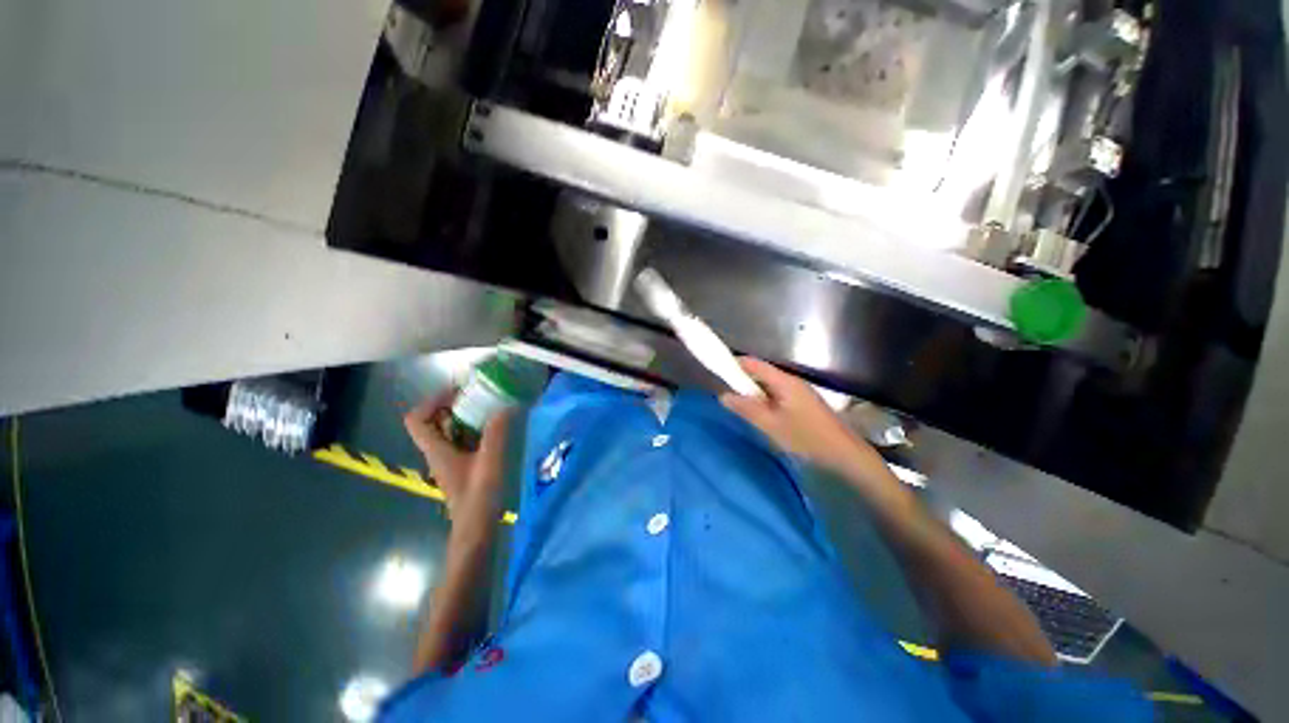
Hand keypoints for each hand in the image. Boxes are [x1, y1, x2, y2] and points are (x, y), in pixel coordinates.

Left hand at [403, 388, 511, 523]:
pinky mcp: (462, 466)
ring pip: (449, 430)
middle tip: (478, 395)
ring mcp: (450, 460)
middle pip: (434, 421)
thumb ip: (496, 433)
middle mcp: (438, 453)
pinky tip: (494, 428)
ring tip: (489, 407)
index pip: (416, 420)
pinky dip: (474, 429)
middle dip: (453, 405)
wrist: (476, 529)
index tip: (457, 392)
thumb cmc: (479, 497)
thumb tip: (504, 405)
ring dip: (466, 416)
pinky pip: (462, 440)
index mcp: (437, 450)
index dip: (432, 402)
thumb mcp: (490, 462)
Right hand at [719, 357, 873, 472]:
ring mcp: (798, 392)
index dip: (735, 364)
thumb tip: (723, 395)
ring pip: (769, 385)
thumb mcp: (771, 425)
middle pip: (761, 373)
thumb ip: (746, 409)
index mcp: (784, 382)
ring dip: (753, 392)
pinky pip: (777, 395)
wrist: (845, 454)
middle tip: (727, 394)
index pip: (754, 364)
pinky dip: (764, 400)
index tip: (718, 371)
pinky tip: (760, 415)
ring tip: (740, 406)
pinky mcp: (802, 403)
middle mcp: (791, 381)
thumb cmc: (806, 438)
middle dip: (742, 381)